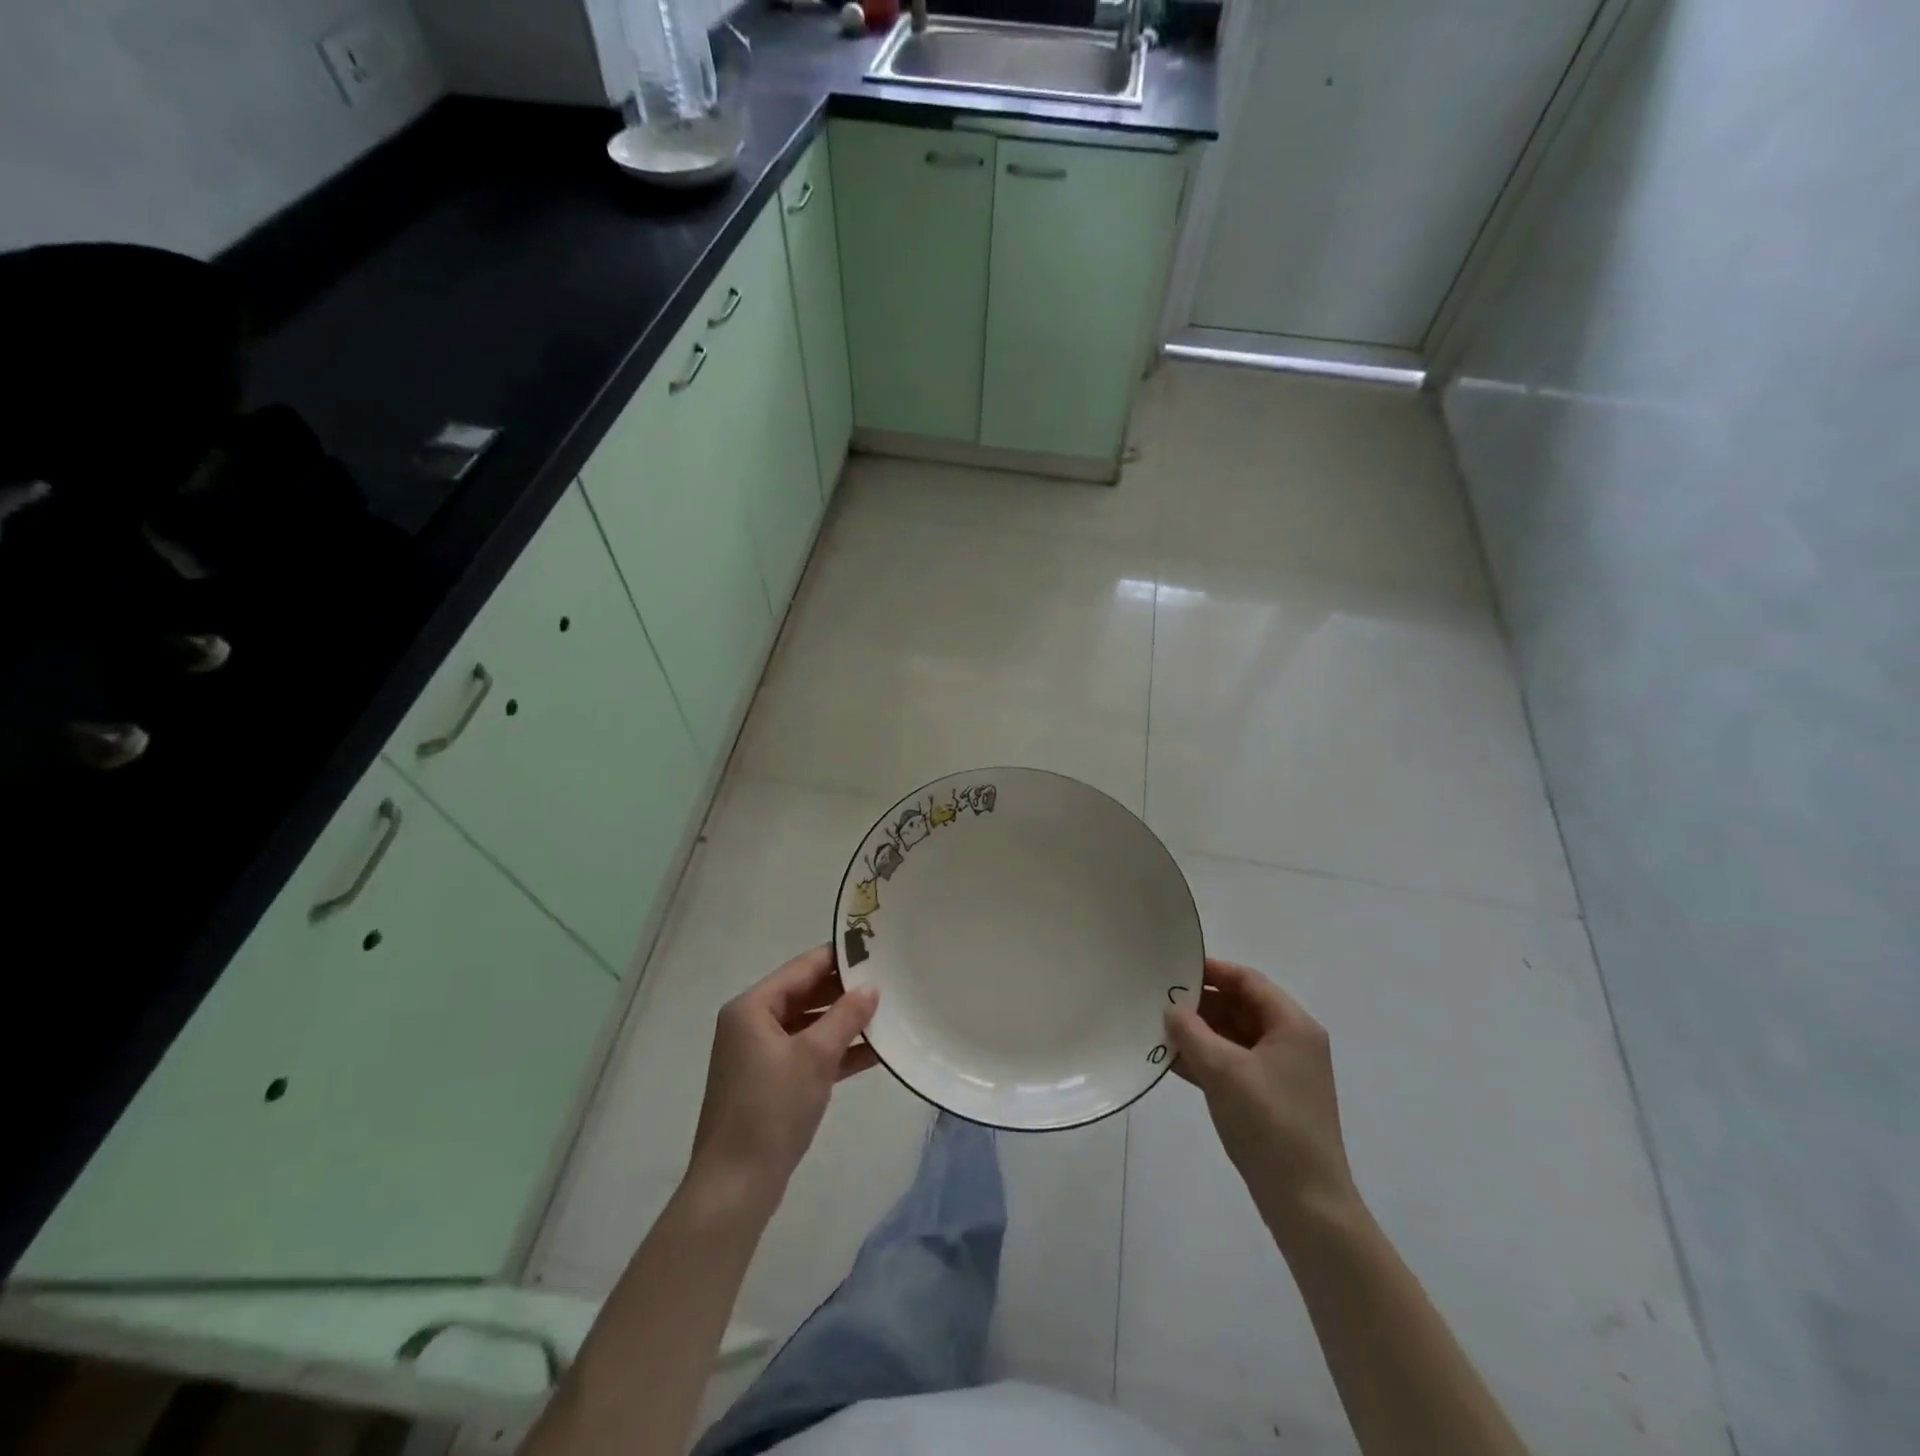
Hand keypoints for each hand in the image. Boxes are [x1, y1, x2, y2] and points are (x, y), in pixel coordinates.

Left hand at [687, 946, 878, 1207]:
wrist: (735, 1186)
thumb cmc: (771, 1109)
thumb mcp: (814, 1057)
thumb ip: (845, 1016)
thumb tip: (871, 987)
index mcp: (752, 1007)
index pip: (802, 968)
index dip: (839, 958)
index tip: (876, 949)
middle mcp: (752, 1024)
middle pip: (806, 994)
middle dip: (845, 991)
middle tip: (889, 980)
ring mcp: (760, 1055)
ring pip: (810, 1025)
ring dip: (844, 1023)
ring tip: (889, 1013)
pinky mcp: (771, 1083)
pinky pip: (808, 1054)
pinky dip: (836, 1051)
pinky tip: (874, 1051)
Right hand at [1164, 958, 1358, 1232]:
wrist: (1306, 1203)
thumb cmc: (1268, 1124)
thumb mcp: (1223, 1070)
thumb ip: (1191, 1032)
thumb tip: (1171, 1009)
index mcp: (1293, 1026)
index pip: (1248, 981)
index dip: (1212, 970)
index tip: (1175, 968)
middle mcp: (1291, 1043)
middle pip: (1241, 1007)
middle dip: (1201, 1004)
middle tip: (1159, 1000)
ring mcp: (1281, 1073)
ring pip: (1234, 1037)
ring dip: (1199, 1033)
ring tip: (1158, 1028)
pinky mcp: (1269, 1099)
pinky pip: (1233, 1065)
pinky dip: (1205, 1060)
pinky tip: (1171, 1061)